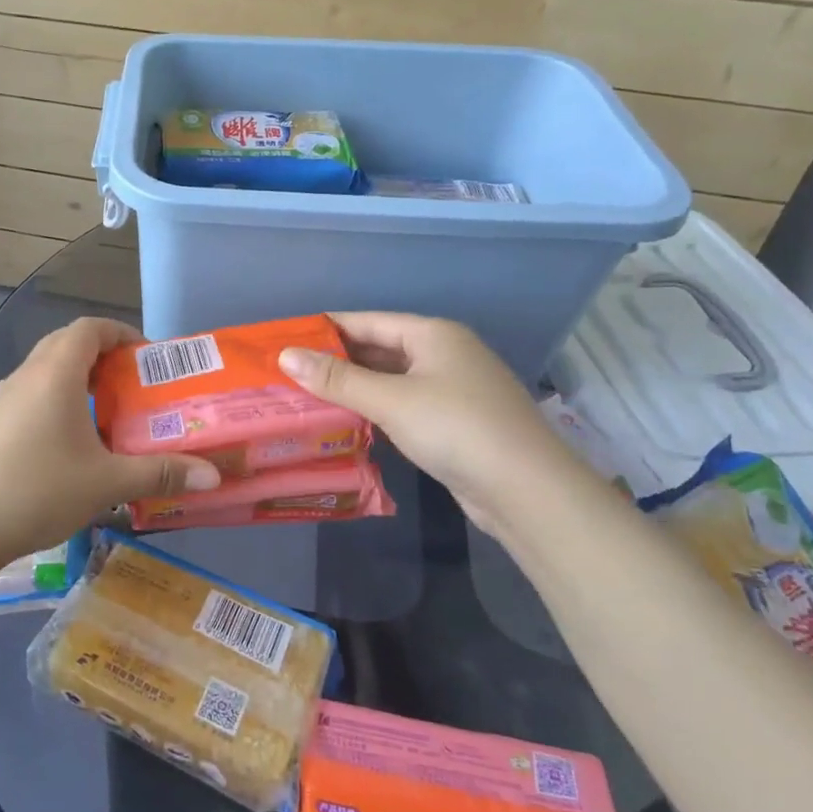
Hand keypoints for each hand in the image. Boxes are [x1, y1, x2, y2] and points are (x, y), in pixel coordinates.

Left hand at [0, 318, 220, 574]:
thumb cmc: (36, 491)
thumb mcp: (106, 483)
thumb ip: (159, 473)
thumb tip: (213, 476)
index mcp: (55, 373)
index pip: (90, 328)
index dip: (121, 333)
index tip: (147, 358)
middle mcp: (26, 376)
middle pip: (67, 344)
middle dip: (102, 356)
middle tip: (132, 386)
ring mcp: (2, 400)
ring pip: (46, 372)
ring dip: (77, 380)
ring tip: (106, 415)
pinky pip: (30, 396)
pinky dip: (56, 402)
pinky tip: (69, 445)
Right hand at [278, 312, 582, 537]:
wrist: (527, 490)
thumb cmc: (456, 428)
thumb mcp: (390, 400)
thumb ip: (337, 379)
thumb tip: (285, 356)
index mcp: (433, 334)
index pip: (368, 321)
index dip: (326, 329)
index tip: (286, 339)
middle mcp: (444, 354)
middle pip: (380, 349)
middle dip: (336, 360)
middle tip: (288, 372)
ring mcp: (453, 389)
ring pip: (391, 379)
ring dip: (354, 387)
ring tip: (306, 395)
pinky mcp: (455, 422)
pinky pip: (404, 405)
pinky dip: (375, 409)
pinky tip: (347, 421)